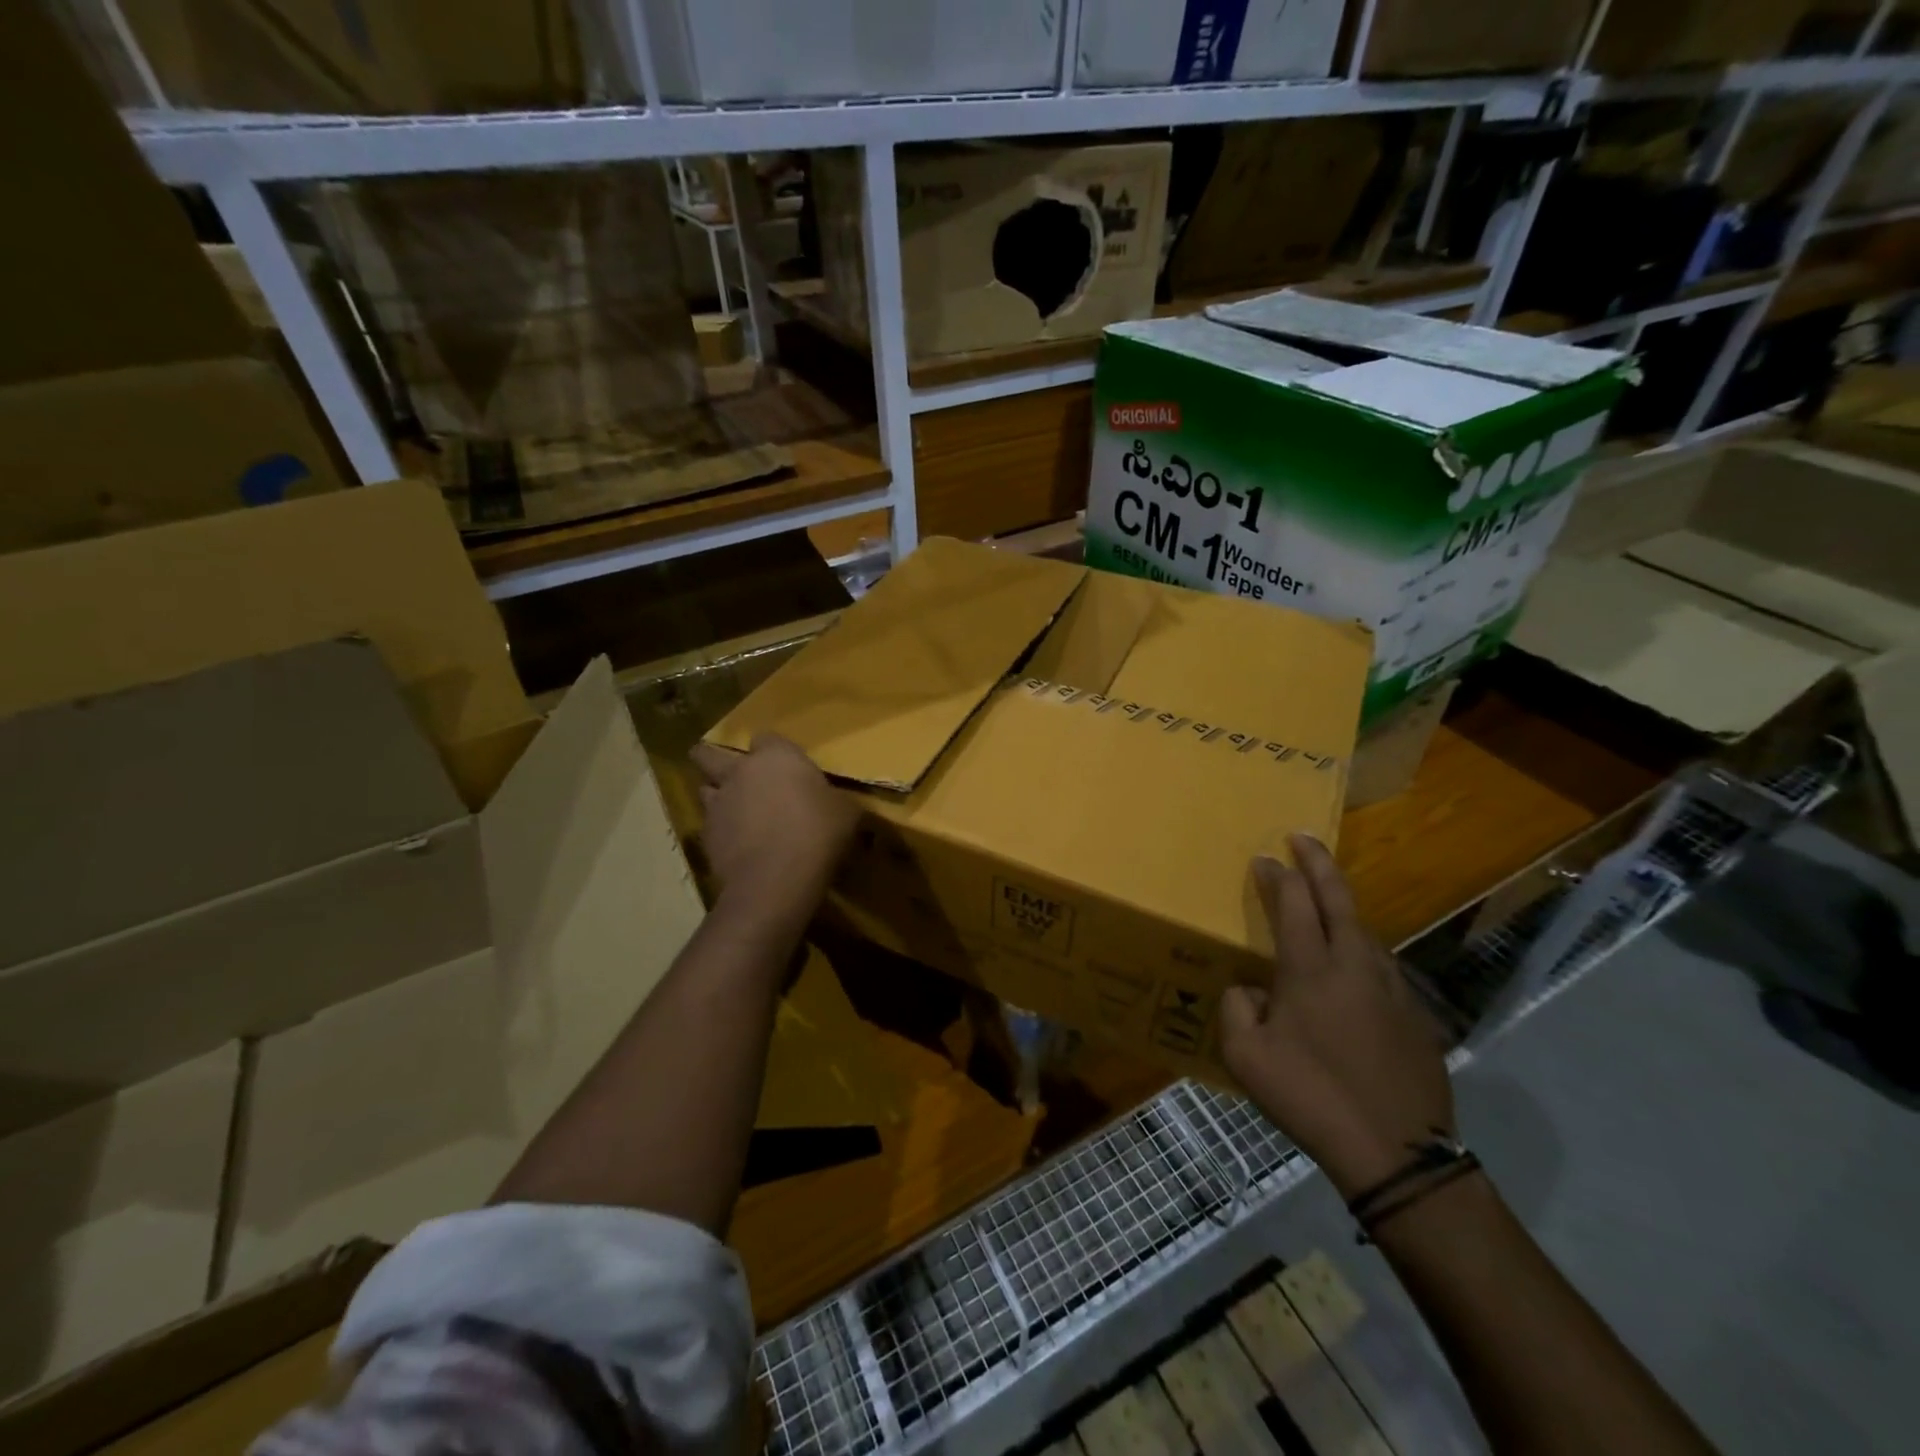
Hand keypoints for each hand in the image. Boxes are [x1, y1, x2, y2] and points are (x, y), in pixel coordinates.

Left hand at [689, 734, 859, 930]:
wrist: (776, 879)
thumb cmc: (817, 833)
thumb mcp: (846, 813)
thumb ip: (836, 800)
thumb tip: (840, 804)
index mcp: (776, 756)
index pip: (766, 737)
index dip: (773, 749)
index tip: (785, 764)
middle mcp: (740, 772)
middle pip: (709, 754)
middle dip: (713, 758)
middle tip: (730, 772)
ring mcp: (718, 803)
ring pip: (705, 789)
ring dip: (717, 795)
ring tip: (734, 811)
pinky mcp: (706, 836)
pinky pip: (710, 825)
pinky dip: (721, 831)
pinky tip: (737, 845)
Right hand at [1220, 835, 1453, 1199]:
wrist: (1396, 1152)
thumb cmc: (1311, 1098)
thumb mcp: (1246, 1058)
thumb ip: (1237, 1009)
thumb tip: (1249, 990)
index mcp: (1310, 970)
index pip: (1293, 904)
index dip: (1277, 876)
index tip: (1264, 859)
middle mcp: (1353, 965)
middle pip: (1338, 898)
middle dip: (1318, 862)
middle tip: (1302, 837)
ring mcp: (1391, 988)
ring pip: (1364, 928)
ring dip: (1342, 902)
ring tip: (1326, 894)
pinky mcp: (1414, 1014)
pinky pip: (1381, 962)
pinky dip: (1361, 943)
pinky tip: (1354, 957)